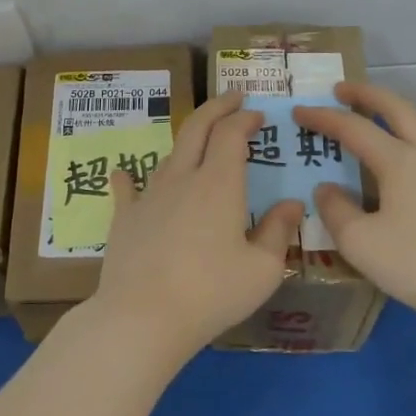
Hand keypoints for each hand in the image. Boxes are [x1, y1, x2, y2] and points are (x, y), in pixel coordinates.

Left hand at [91, 89, 304, 359]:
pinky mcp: (124, 218)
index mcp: (219, 184)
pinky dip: (128, 177)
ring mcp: (148, 196)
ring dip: (187, 143)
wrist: (143, 316)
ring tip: (198, 145)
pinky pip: (127, 189)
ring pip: (168, 156)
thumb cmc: (211, 293)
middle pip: (196, 128)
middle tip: (232, 99)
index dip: (245, 118)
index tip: (258, 116)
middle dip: (216, 108)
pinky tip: (123, 174)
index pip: (231, 133)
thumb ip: (279, 232)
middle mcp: (182, 178)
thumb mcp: (262, 269)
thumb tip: (292, 204)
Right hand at [293, 81, 415, 335]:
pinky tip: (388, 169)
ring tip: (362, 124)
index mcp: (400, 160)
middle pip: (397, 109)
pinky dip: (399, 143)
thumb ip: (335, 210)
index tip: (299, 112)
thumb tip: (327, 189)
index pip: (354, 127)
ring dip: (387, 117)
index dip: (323, 118)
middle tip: (340, 90)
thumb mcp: (359, 241)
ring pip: (415, 130)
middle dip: (367, 95)